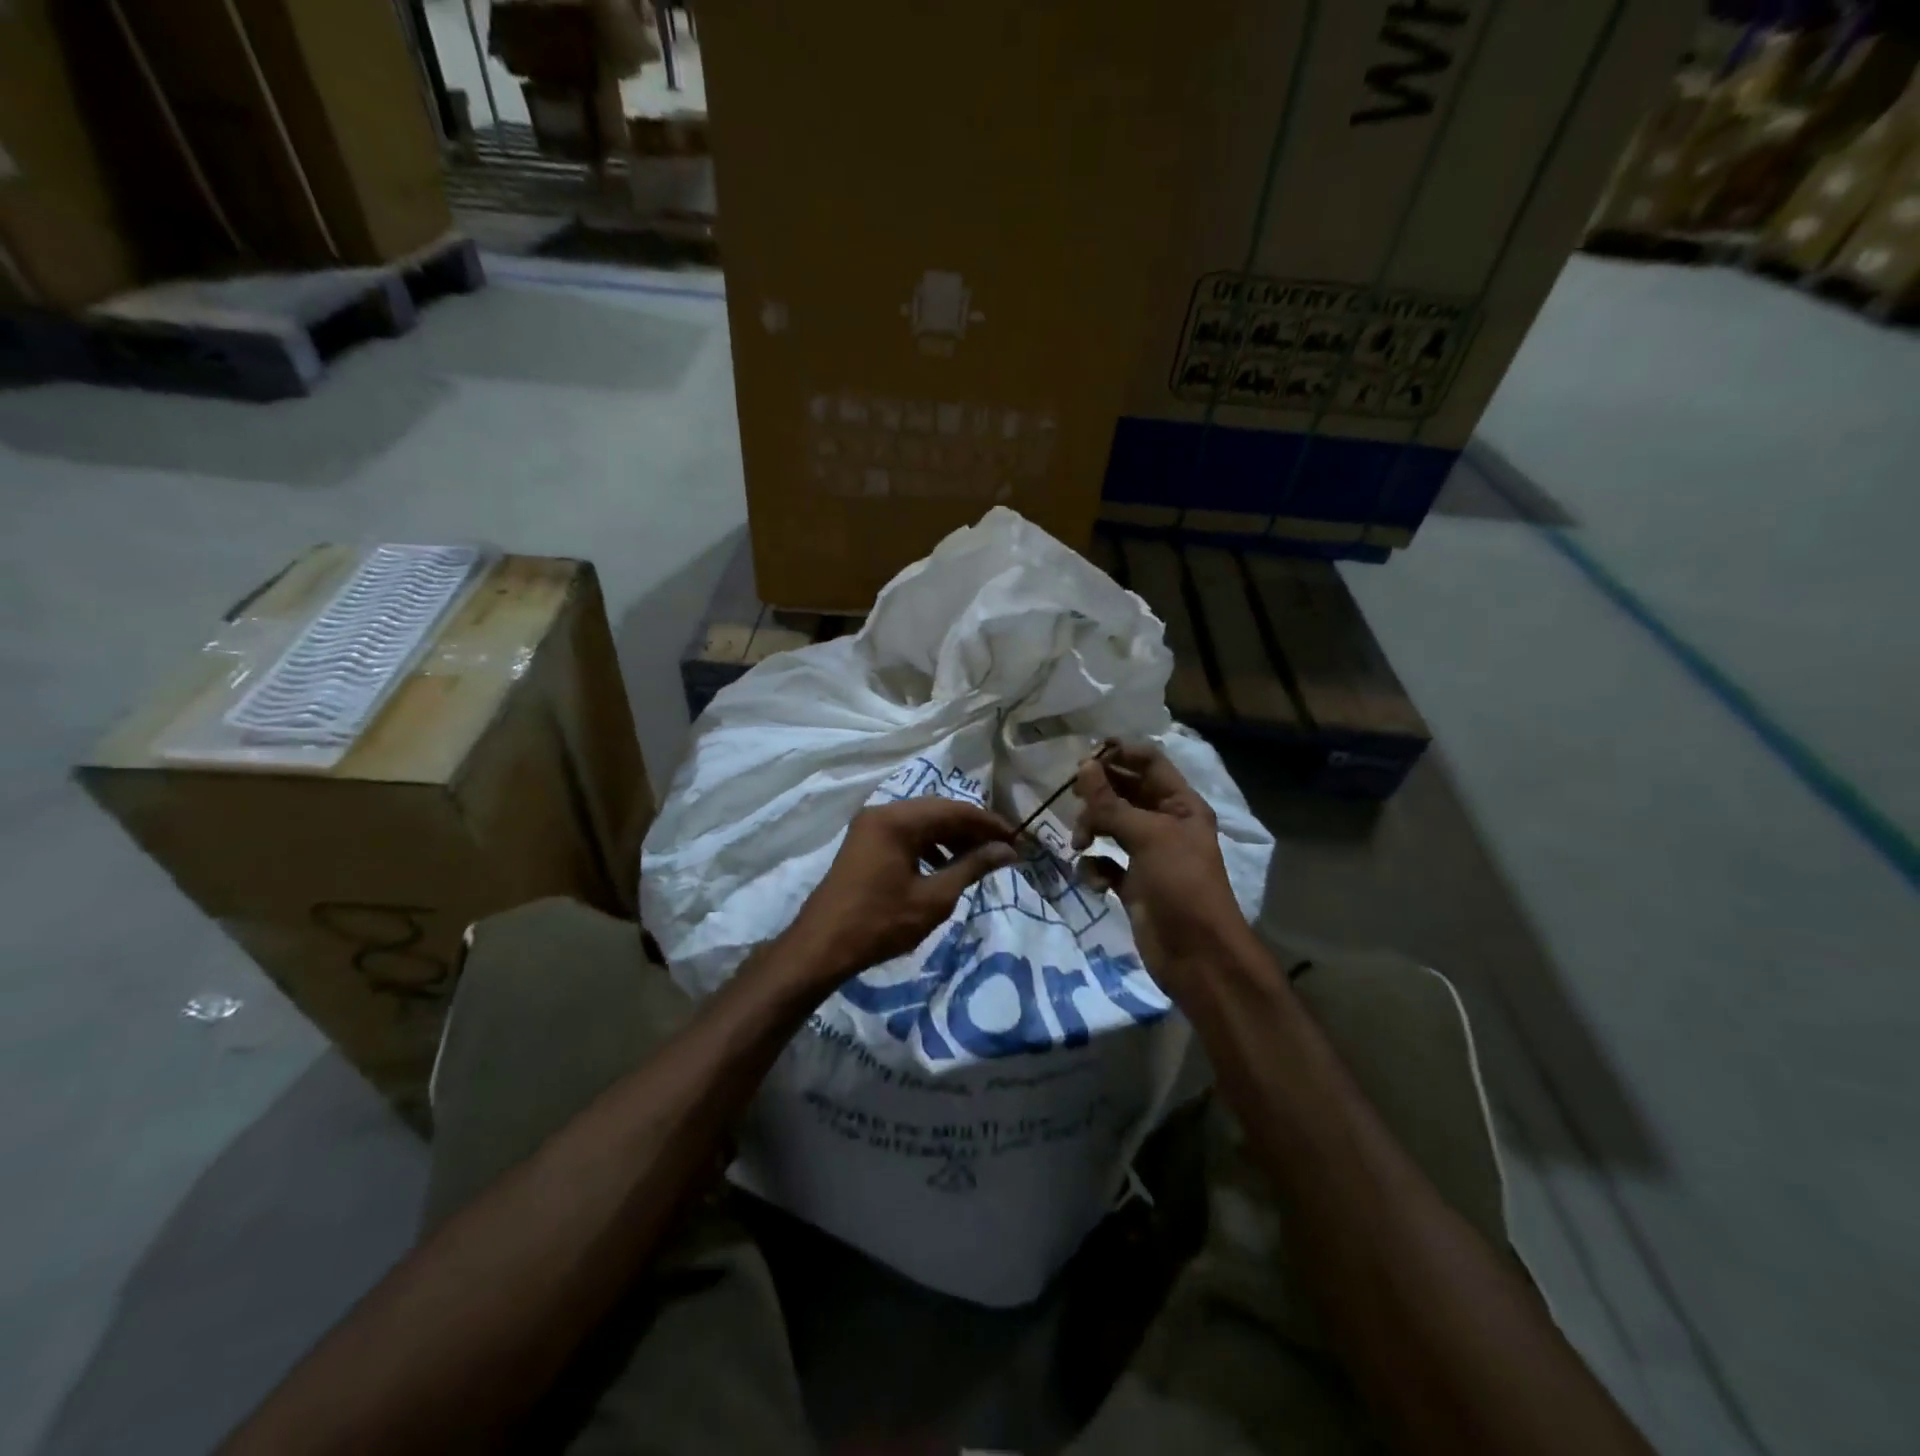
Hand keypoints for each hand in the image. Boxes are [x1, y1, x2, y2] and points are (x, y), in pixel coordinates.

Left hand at [780, 797, 1017, 985]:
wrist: (822, 946)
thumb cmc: (881, 922)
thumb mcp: (934, 897)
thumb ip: (972, 867)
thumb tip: (1007, 850)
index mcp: (898, 820)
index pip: (955, 810)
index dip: (989, 824)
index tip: (1016, 840)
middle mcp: (883, 812)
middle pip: (938, 811)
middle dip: (971, 829)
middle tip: (1001, 849)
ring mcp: (870, 826)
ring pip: (922, 822)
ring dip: (951, 837)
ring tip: (976, 861)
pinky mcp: (864, 842)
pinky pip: (905, 834)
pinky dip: (929, 846)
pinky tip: (944, 867)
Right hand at [1073, 742, 1254, 996]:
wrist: (1197, 956)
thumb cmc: (1181, 885)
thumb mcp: (1148, 837)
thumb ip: (1112, 803)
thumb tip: (1083, 766)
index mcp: (1181, 805)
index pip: (1149, 763)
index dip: (1120, 753)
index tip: (1084, 756)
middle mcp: (1165, 823)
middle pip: (1126, 792)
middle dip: (1099, 792)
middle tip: (1072, 796)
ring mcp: (1148, 854)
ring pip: (1111, 825)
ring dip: (1092, 828)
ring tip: (1080, 843)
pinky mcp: (1132, 883)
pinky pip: (1105, 862)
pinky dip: (1094, 866)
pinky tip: (1093, 879)